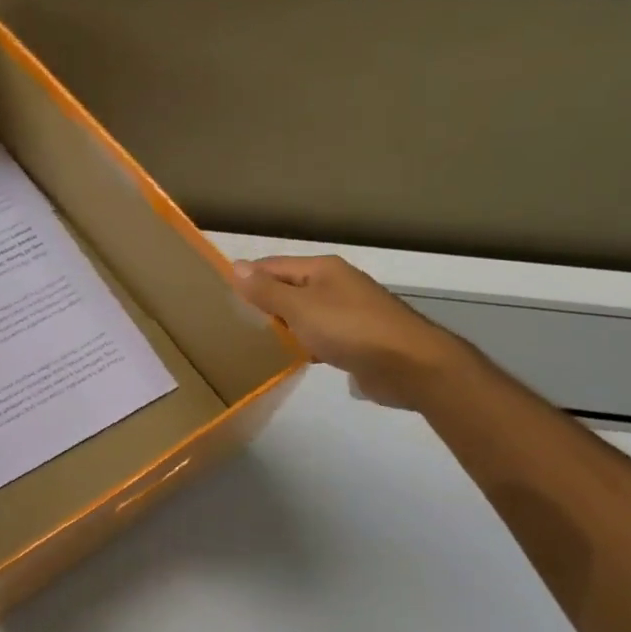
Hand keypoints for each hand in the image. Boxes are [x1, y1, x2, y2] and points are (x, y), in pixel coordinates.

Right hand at [233, 256, 468, 409]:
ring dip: (283, 325)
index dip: (247, 277)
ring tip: (253, 341)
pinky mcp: (357, 340)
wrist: (411, 366)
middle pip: (289, 288)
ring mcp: (348, 312)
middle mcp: (336, 285)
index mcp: (322, 270)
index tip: (219, 295)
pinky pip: (320, 335)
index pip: (273, 266)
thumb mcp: (300, 308)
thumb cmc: (351, 330)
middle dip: (263, 302)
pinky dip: (304, 343)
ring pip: (304, 314)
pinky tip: (290, 357)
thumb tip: (235, 266)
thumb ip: (267, 290)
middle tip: (231, 322)